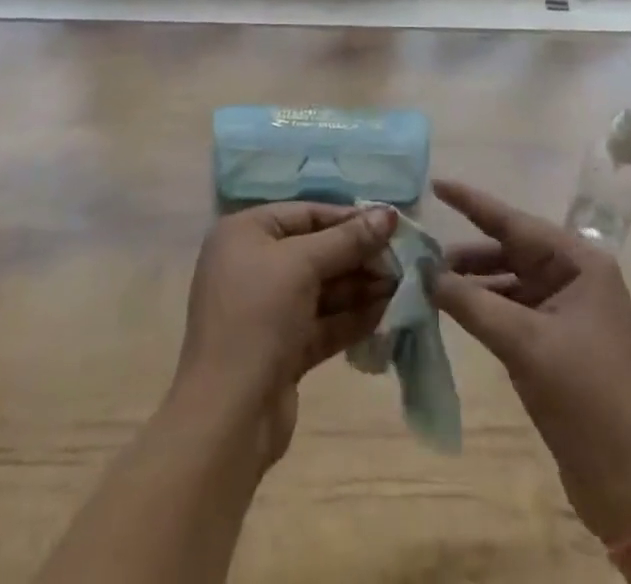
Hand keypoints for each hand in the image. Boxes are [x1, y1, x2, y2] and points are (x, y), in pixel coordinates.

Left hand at [172, 203, 398, 466]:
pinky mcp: (282, 348)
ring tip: (402, 285)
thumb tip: (390, 213)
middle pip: (316, 250)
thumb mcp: (303, 265)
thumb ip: (348, 239)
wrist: (227, 417)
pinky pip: (322, 322)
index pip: (306, 214)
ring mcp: (266, 309)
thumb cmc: (258, 317)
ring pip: (322, 288)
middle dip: (359, 255)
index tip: (392, 224)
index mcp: (245, 233)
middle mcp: (252, 265)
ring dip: (361, 286)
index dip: (349, 218)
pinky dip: (352, 317)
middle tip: (402, 260)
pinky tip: (387, 313)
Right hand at [429, 179, 630, 544]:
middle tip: (421, 252)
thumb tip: (426, 274)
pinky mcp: (561, 340)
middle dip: (467, 253)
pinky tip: (456, 310)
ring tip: (430, 283)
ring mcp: (570, 309)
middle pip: (511, 250)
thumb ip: (471, 302)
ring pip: (510, 281)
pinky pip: (515, 309)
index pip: (515, 221)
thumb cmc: (585, 397)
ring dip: (474, 282)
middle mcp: (577, 276)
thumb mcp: (523, 344)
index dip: (472, 202)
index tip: (436, 184)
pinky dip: (486, 307)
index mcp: (580, 262)